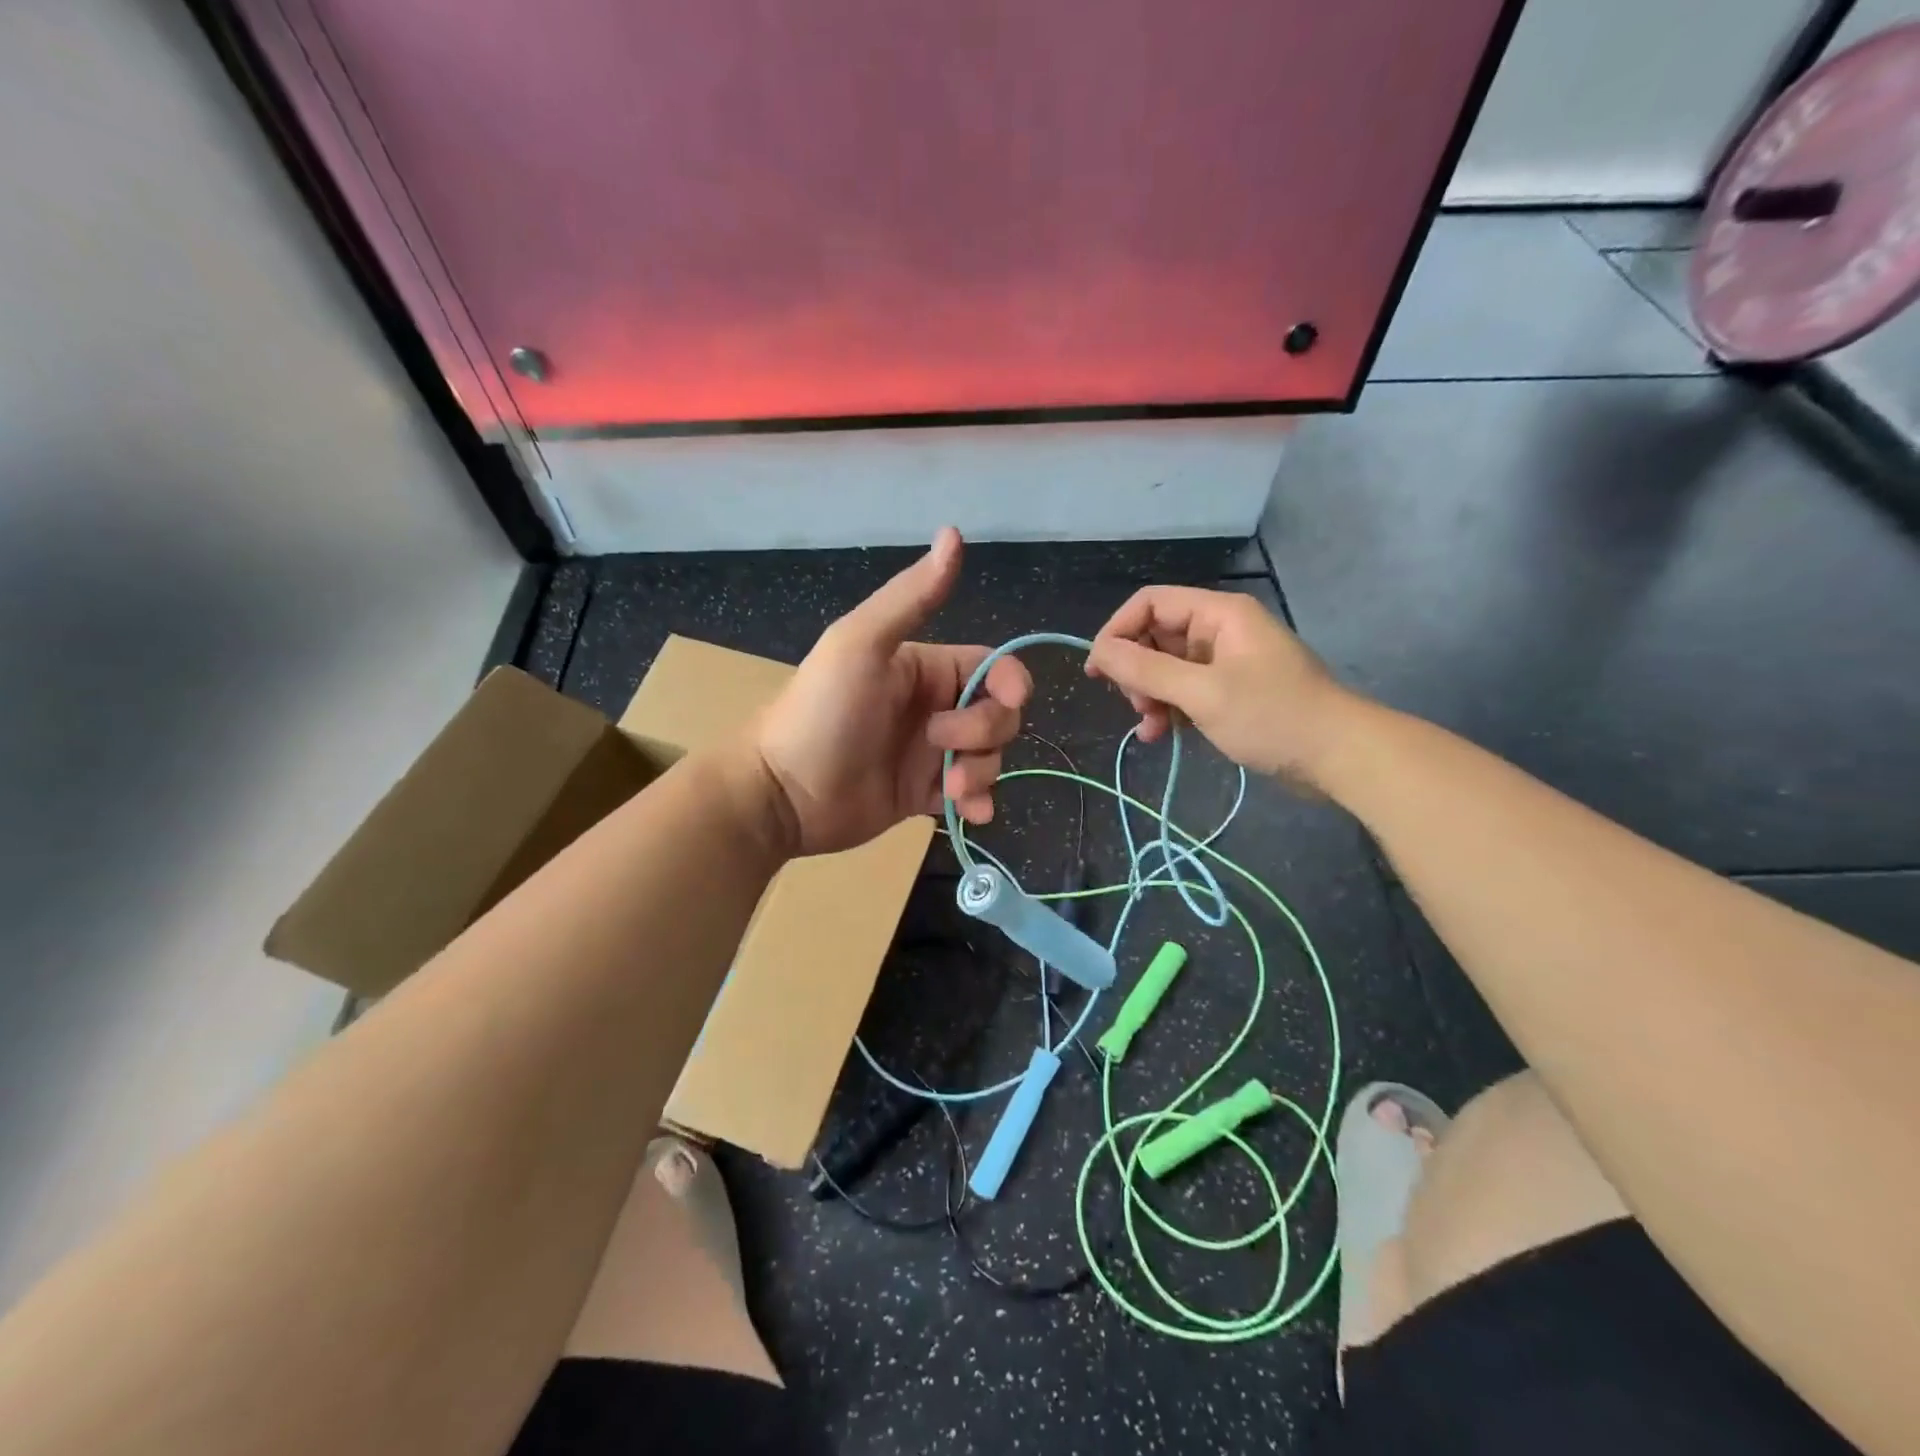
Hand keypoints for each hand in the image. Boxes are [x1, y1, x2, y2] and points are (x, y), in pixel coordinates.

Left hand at [754, 528, 1031, 855]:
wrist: (782, 792)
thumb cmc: (822, 712)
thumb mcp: (861, 644)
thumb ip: (911, 597)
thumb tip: (954, 532)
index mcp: (924, 668)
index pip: (991, 668)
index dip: (1007, 683)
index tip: (1007, 701)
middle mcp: (933, 708)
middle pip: (997, 715)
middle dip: (986, 733)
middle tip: (940, 746)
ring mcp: (929, 755)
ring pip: (989, 757)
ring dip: (982, 773)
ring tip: (947, 789)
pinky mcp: (922, 795)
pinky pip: (970, 796)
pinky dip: (978, 803)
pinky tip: (968, 813)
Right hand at [1085, 586, 1357, 784]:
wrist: (1339, 756)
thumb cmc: (1272, 716)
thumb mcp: (1202, 693)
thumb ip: (1146, 669)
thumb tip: (1098, 651)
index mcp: (1218, 614)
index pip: (1150, 604)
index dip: (1117, 631)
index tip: (1098, 671)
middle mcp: (1219, 631)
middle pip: (1155, 636)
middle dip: (1136, 671)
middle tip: (1137, 706)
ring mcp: (1226, 663)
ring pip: (1167, 668)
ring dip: (1150, 696)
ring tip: (1151, 727)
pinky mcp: (1230, 692)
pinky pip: (1185, 691)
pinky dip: (1169, 710)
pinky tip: (1162, 736)